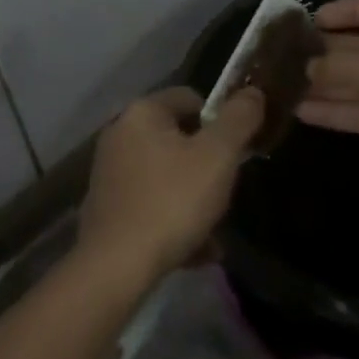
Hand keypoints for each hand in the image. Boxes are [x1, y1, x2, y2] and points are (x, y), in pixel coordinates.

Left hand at [76, 86, 264, 284]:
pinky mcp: (106, 206)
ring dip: (193, 198)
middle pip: (179, 139)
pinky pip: (151, 203)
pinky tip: (194, 251)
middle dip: (207, 165)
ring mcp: (109, 172)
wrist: (116, 267)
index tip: (236, 152)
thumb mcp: (218, 156)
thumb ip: (239, 119)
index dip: (220, 122)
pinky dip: (173, 219)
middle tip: (225, 192)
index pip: (191, 98)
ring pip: (167, 175)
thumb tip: (252, 91)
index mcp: (142, 112)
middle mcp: (119, 133)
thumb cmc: (172, 201)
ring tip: (214, 232)